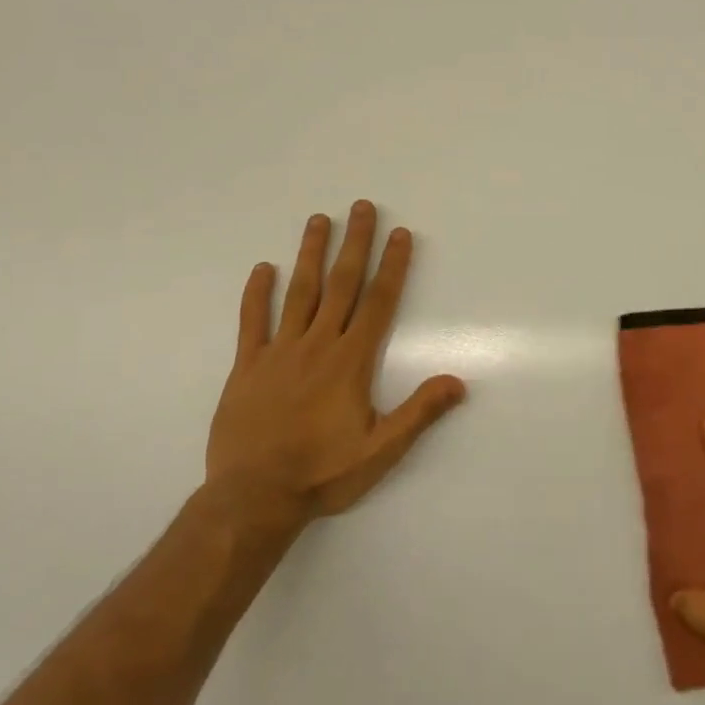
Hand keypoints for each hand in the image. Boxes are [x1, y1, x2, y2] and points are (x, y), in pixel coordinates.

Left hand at [203, 201, 466, 538]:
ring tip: (318, 220)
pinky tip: (263, 268)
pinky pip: (252, 322)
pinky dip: (257, 293)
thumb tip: (458, 381)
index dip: (392, 266)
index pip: (379, 303)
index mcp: (351, 362)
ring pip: (298, 293)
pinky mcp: (247, 367)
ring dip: (311, 254)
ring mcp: (278, 353)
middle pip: (341, 285)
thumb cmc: (323, 474)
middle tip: (361, 207)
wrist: (254, 497)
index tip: (400, 234)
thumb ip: (419, 412)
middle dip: (354, 244)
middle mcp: (317, 345)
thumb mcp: (382, 450)